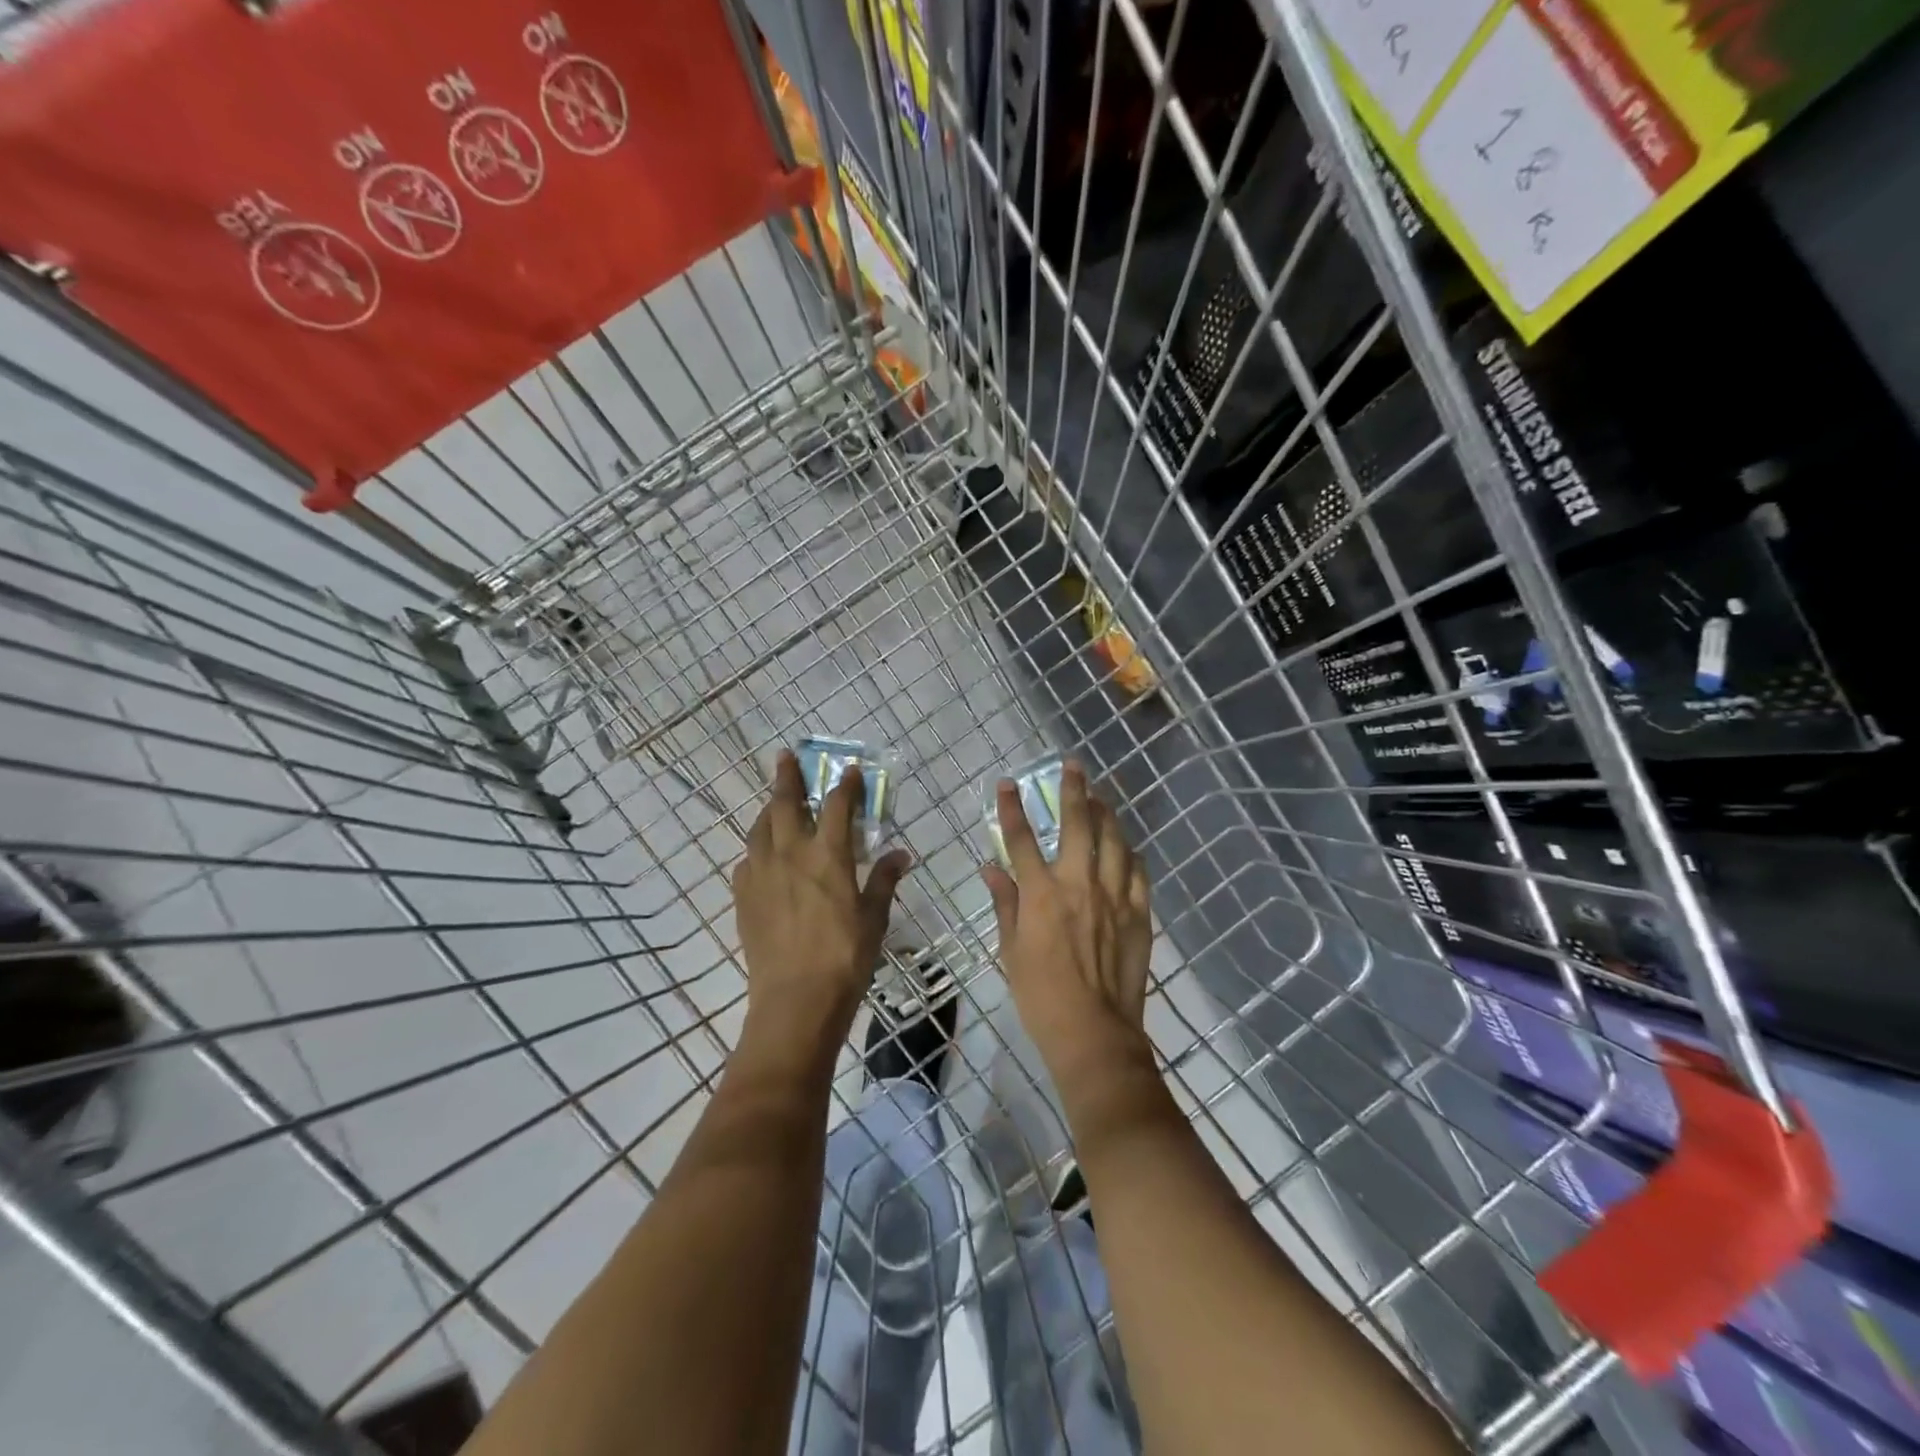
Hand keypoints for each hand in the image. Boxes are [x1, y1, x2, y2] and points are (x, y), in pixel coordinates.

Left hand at [733, 751, 909, 1047]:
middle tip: (785, 757)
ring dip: (769, 809)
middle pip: (785, 803)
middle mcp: (790, 854)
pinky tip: (764, 857)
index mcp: (827, 856)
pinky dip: (758, 849)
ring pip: (760, 828)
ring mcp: (761, 874)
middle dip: (787, 776)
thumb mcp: (874, 918)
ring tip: (774, 803)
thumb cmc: (845, 957)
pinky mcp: (743, 897)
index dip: (845, 785)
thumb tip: (901, 855)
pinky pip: (748, 860)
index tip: (850, 770)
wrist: (795, 1001)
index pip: (837, 806)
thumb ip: (884, 880)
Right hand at [982, 760, 1153, 1084]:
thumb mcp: (1010, 950)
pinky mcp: (1138, 913)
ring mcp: (1113, 896)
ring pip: (1113, 840)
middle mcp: (1078, 884)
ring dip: (1105, 813)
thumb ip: (1004, 904)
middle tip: (1073, 765)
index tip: (1007, 783)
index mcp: (1041, 894)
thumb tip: (991, 869)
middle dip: (1073, 790)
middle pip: (1077, 824)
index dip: (1011, 808)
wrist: (1093, 1032)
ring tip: (1100, 796)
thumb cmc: (1041, 995)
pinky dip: (1130, 854)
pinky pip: (1137, 871)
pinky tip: (1126, 846)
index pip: (1021, 838)